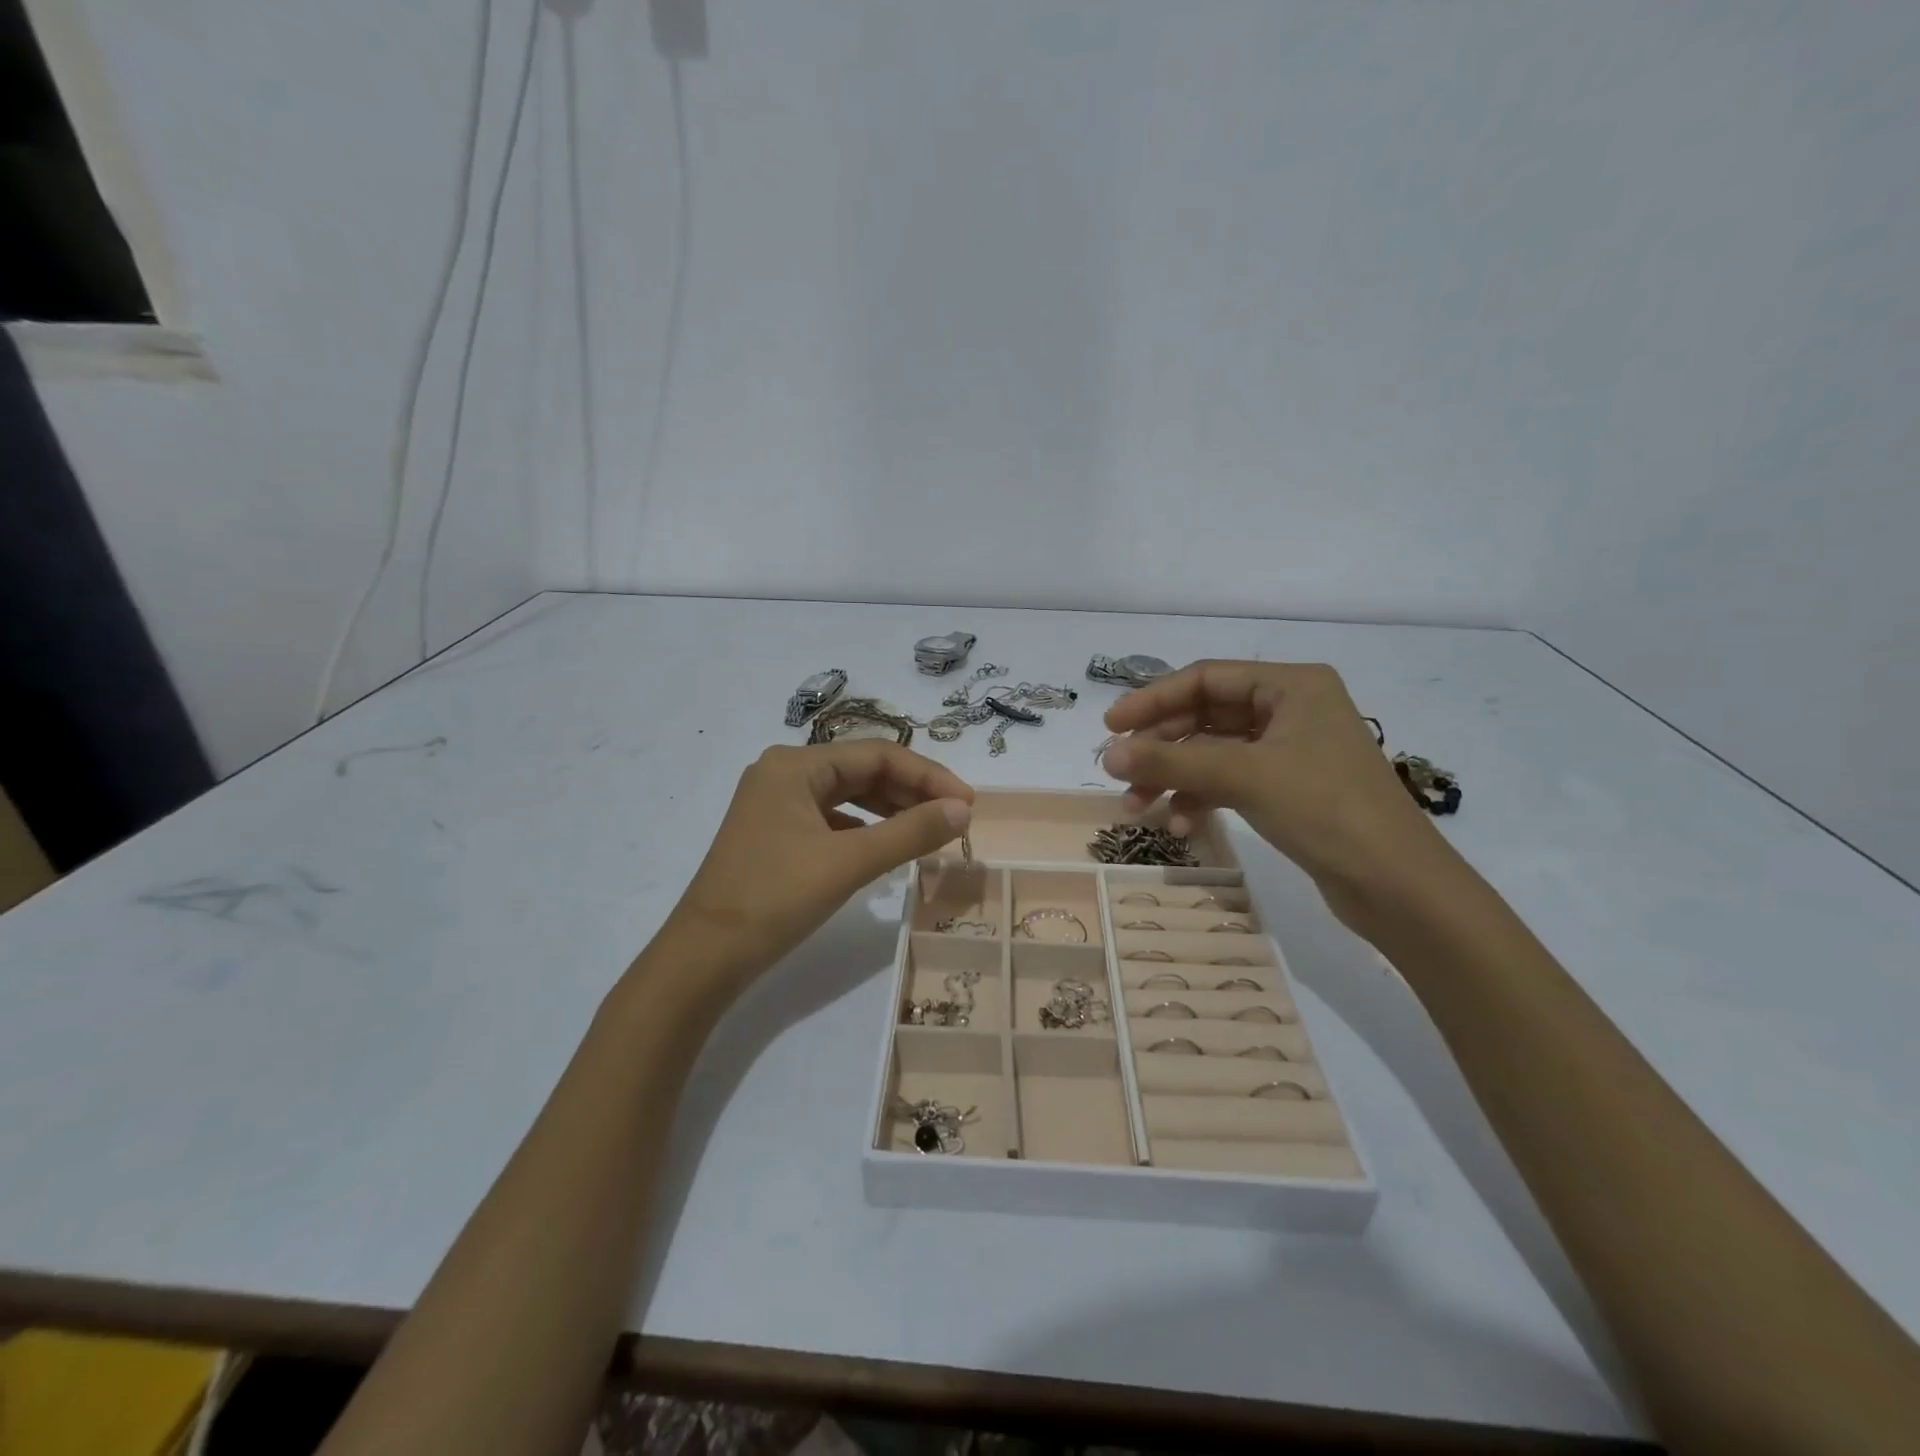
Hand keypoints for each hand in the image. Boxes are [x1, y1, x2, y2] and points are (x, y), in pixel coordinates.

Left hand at [663, 742, 972, 981]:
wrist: (704, 957)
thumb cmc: (775, 898)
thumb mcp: (849, 862)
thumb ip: (911, 832)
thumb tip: (963, 810)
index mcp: (795, 764)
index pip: (878, 755)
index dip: (929, 776)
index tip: (968, 804)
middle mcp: (783, 773)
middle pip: (863, 770)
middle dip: (912, 792)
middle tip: (955, 819)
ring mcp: (775, 804)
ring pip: (848, 795)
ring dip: (891, 810)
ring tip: (930, 831)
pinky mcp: (775, 833)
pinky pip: (831, 819)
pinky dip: (865, 829)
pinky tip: (886, 847)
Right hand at [1102, 661, 1451, 924]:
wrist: (1397, 885)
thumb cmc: (1325, 809)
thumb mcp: (1243, 776)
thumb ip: (1172, 760)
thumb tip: (1107, 754)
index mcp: (1291, 686)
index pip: (1206, 678)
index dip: (1153, 700)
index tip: (1110, 726)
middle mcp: (1291, 710)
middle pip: (1205, 716)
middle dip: (1161, 747)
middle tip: (1118, 773)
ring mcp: (1290, 752)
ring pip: (1213, 753)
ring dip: (1174, 777)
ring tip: (1138, 807)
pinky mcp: (1288, 789)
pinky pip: (1230, 781)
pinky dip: (1201, 798)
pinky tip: (1181, 825)